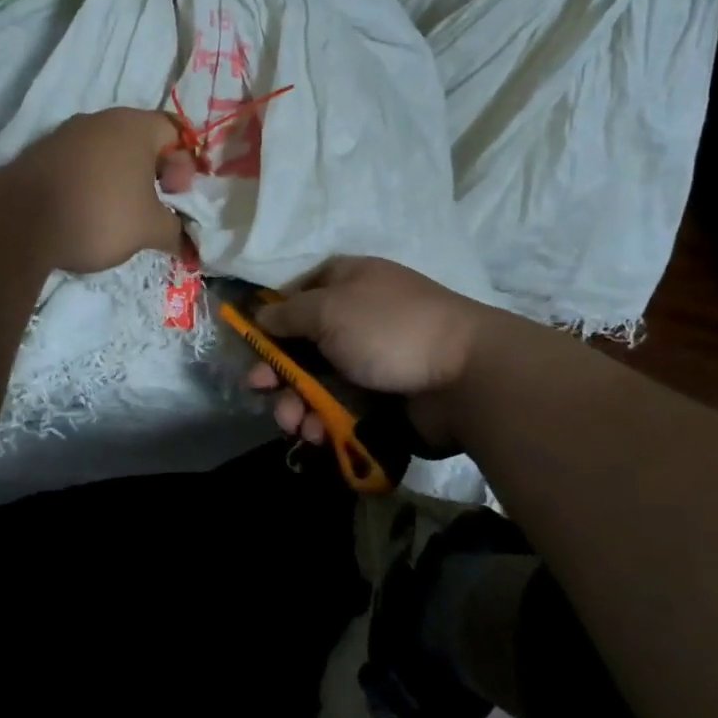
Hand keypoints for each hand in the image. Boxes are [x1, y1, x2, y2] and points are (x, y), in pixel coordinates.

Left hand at [6, 108, 196, 274]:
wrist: (19, 222)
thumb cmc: (100, 214)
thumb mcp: (149, 229)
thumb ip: (175, 231)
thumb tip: (186, 242)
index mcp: (134, 125)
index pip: (175, 132)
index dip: (185, 165)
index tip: (177, 196)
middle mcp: (100, 120)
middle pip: (142, 141)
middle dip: (155, 174)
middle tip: (156, 207)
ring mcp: (67, 135)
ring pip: (109, 153)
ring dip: (124, 180)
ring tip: (123, 215)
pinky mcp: (42, 154)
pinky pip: (82, 164)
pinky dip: (94, 183)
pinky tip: (90, 213)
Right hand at [244, 257, 490, 451]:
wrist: (465, 376)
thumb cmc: (388, 328)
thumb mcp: (327, 309)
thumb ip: (287, 314)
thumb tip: (261, 317)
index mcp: (346, 282)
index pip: (297, 295)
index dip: (272, 321)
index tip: (253, 347)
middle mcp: (356, 317)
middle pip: (302, 345)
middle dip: (278, 372)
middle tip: (261, 392)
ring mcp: (371, 359)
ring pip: (319, 382)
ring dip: (298, 403)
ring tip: (295, 424)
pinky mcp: (384, 397)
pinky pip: (343, 407)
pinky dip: (326, 420)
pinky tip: (319, 434)